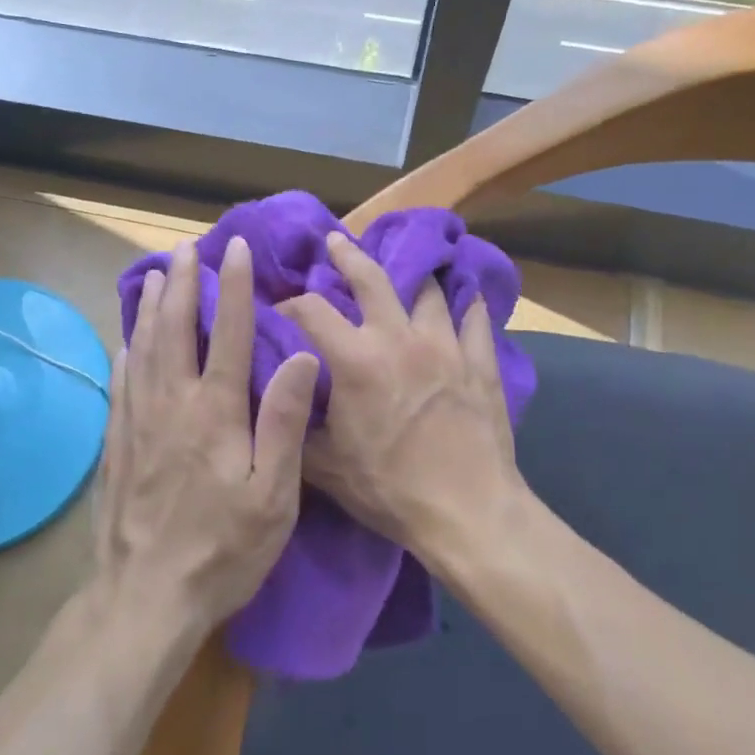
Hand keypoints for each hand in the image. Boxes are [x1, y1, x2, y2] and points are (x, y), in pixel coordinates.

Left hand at [94, 236, 320, 632]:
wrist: (145, 597)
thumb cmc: (222, 549)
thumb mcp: (273, 495)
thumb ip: (285, 422)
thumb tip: (301, 357)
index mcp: (215, 411)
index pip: (227, 332)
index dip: (233, 287)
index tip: (234, 249)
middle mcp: (172, 403)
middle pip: (175, 329)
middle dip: (182, 284)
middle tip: (185, 249)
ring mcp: (137, 422)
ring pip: (143, 348)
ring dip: (150, 307)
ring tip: (155, 276)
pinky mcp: (116, 444)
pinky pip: (121, 384)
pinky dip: (126, 353)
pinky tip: (126, 342)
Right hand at [279, 232, 525, 562]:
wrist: (468, 512)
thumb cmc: (390, 489)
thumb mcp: (324, 468)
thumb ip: (294, 427)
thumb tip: (274, 401)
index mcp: (356, 359)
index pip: (312, 310)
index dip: (290, 303)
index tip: (280, 307)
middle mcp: (399, 338)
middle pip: (372, 278)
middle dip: (348, 255)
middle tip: (336, 241)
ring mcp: (446, 346)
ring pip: (428, 292)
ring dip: (412, 279)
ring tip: (406, 272)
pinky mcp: (480, 363)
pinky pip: (475, 321)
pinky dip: (467, 308)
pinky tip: (466, 301)